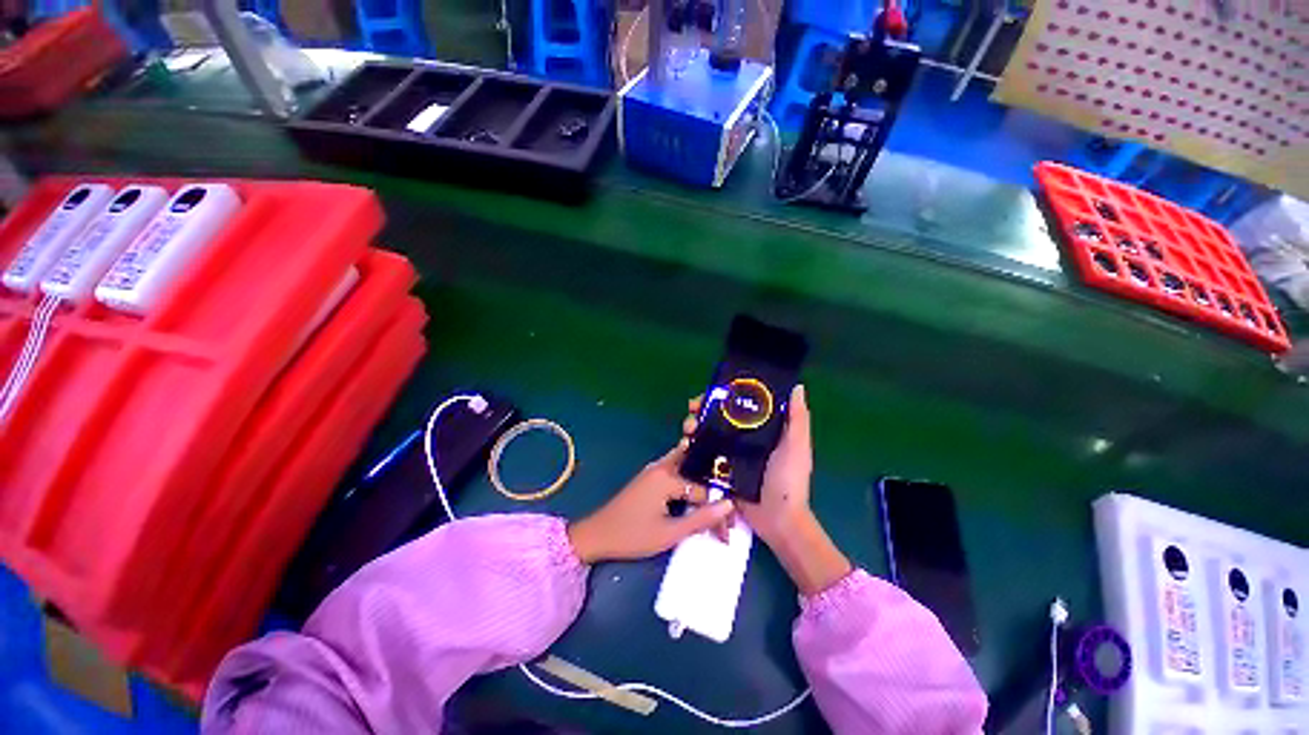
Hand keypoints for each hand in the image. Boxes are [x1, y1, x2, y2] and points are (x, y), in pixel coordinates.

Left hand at [567, 443, 733, 564]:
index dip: (718, 511)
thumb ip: (701, 518)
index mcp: (667, 476)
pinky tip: (696, 497)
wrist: (597, 534)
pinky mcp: (650, 476)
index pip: (704, 490)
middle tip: (726, 510)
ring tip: (717, 501)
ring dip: (702, 482)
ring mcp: (654, 469)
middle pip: (697, 468)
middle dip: (714, 487)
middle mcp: (662, 466)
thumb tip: (729, 505)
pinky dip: (689, 481)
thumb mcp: (670, 533)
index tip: (728, 531)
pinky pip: (676, 471)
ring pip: (687, 466)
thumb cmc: (632, 535)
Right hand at [682, 384, 813, 547]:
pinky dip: (692, 448)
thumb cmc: (789, 479)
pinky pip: (702, 456)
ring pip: (707, 434)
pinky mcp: (719, 472)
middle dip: (702, 410)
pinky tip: (684, 444)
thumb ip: (797, 419)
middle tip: (692, 409)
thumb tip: (797, 387)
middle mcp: (743, 440)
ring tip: (687, 429)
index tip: (709, 392)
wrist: (778, 520)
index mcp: (761, 430)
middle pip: (718, 418)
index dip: (723, 396)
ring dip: (693, 427)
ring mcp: (729, 456)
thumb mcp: (797, 446)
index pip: (739, 406)